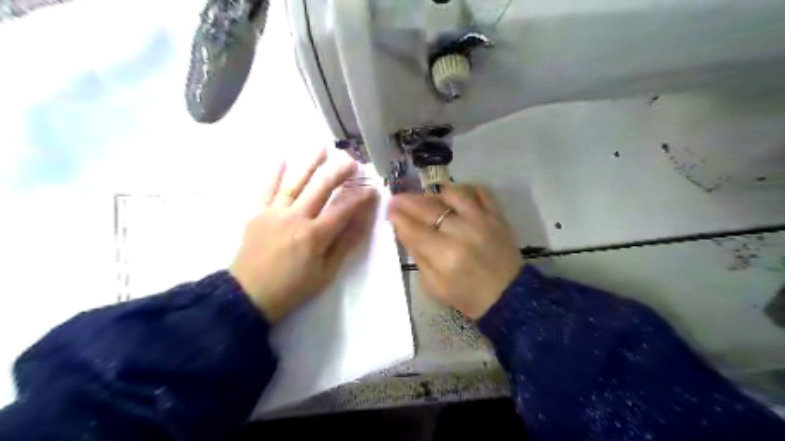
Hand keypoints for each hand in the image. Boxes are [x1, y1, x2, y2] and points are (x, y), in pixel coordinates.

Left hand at [231, 150, 377, 321]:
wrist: (248, 296)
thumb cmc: (292, 288)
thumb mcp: (326, 273)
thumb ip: (344, 245)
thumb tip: (362, 222)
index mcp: (315, 236)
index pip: (343, 209)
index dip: (360, 198)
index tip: (372, 189)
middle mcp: (296, 218)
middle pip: (321, 188)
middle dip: (339, 173)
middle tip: (352, 161)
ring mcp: (274, 212)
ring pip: (295, 182)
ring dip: (310, 164)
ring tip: (322, 148)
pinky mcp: (257, 213)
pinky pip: (266, 189)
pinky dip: (274, 173)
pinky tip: (282, 158)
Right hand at [389, 185, 522, 317]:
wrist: (508, 296)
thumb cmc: (467, 295)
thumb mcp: (434, 285)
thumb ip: (418, 256)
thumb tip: (404, 230)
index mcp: (445, 255)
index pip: (414, 229)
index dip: (398, 218)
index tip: (389, 210)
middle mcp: (462, 232)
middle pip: (429, 208)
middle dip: (408, 201)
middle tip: (397, 198)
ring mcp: (482, 220)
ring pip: (454, 193)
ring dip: (436, 193)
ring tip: (428, 199)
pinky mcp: (497, 216)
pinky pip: (481, 191)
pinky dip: (466, 189)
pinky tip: (456, 196)